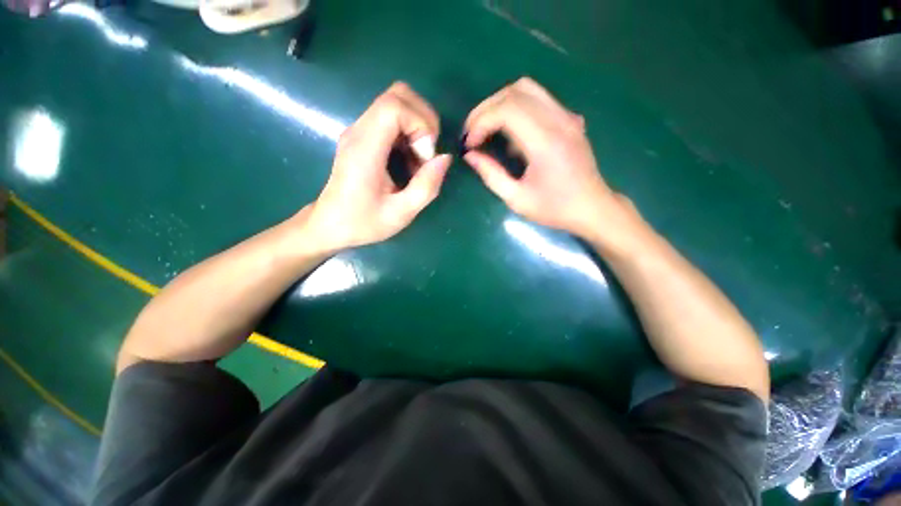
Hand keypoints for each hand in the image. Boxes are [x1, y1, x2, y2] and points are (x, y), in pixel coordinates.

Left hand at [306, 82, 451, 251]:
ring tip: (418, 162)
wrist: (329, 225)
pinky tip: (408, 162)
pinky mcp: (362, 137)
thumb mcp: (401, 213)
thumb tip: (445, 158)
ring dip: (417, 128)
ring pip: (395, 104)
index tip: (425, 156)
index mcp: (365, 149)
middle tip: (426, 155)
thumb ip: (426, 187)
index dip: (420, 123)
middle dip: (423, 120)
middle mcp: (359, 131)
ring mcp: (359, 131)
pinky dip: (408, 134)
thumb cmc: (363, 223)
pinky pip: (391, 120)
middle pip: (397, 95)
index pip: (394, 105)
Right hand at [463, 78, 620, 238]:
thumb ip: (491, 175)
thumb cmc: (555, 209)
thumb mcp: (517, 199)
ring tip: (486, 127)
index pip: (506, 110)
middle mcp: (558, 121)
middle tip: (471, 132)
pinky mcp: (570, 119)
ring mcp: (567, 116)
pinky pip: (539, 100)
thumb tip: (470, 156)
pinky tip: (511, 134)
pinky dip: (517, 109)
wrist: (593, 208)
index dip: (481, 122)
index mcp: (545, 142)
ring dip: (500, 104)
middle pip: (514, 92)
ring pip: (527, 88)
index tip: (469, 143)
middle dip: (485, 109)